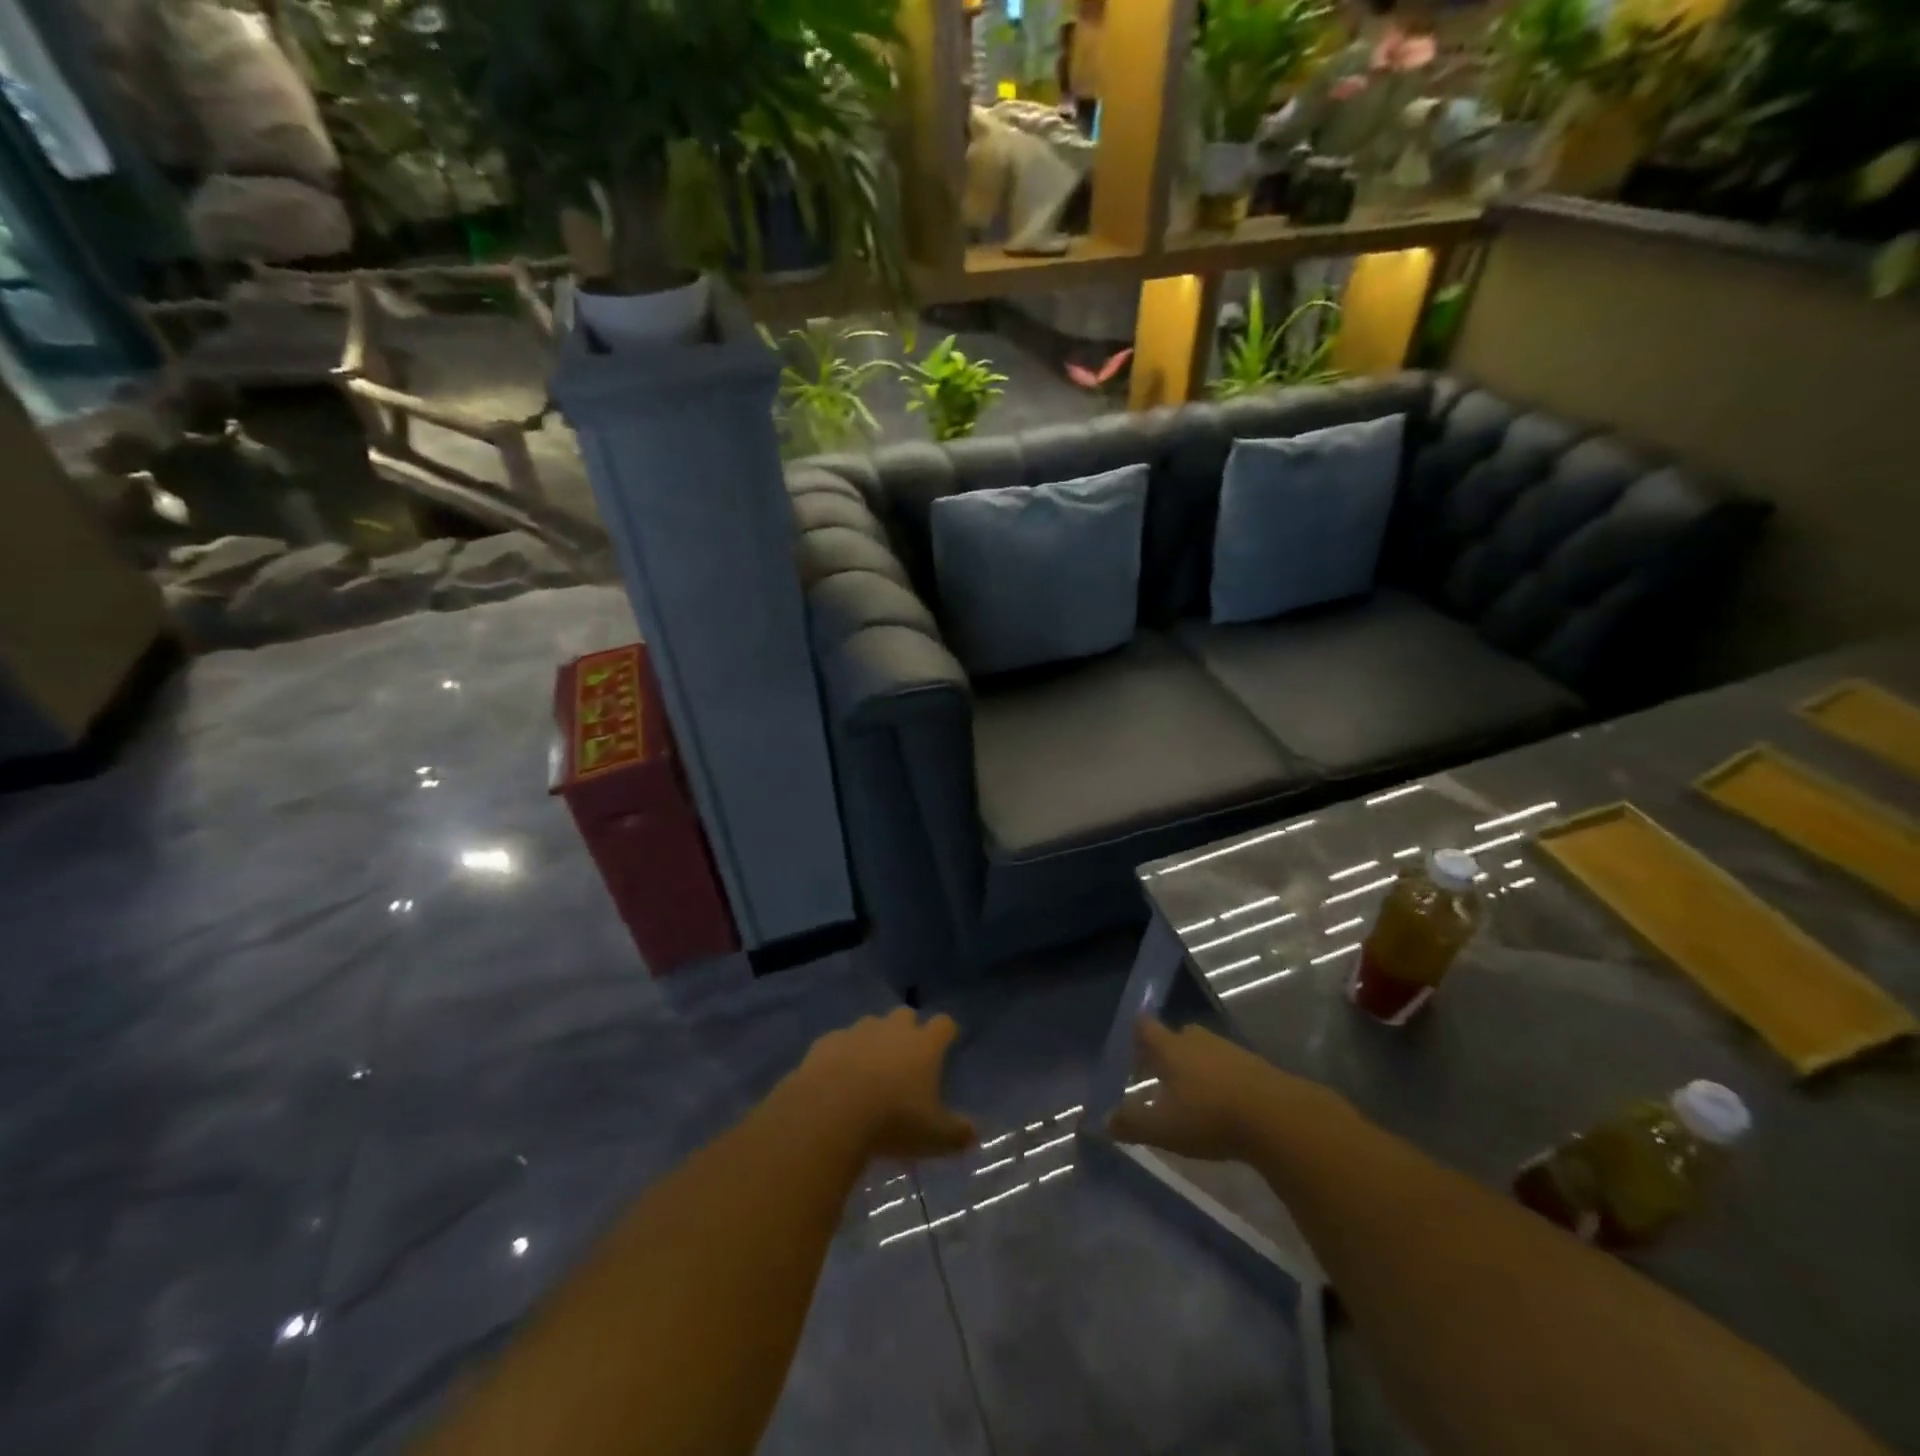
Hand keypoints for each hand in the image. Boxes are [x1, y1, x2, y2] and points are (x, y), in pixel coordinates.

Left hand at [797, 1007, 976, 1161]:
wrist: (830, 1112)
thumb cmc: (892, 1121)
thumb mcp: (934, 1137)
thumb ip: (957, 1134)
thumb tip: (974, 1134)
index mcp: (924, 1045)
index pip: (944, 1024)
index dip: (946, 1033)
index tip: (946, 1044)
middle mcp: (892, 1029)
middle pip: (905, 1015)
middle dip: (907, 1030)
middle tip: (905, 1060)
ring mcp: (857, 1032)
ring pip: (870, 1025)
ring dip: (873, 1041)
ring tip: (868, 1072)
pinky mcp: (826, 1042)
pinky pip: (839, 1042)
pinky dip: (842, 1055)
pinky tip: (836, 1079)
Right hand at [1109, 1018, 1344, 1161]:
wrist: (1278, 1118)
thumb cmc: (1210, 1117)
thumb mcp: (1165, 1129)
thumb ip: (1132, 1124)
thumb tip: (1102, 1122)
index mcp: (1171, 1049)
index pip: (1146, 1028)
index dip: (1137, 1032)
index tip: (1132, 1041)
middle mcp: (1198, 1041)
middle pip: (1178, 1035)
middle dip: (1169, 1050)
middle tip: (1161, 1073)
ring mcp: (1230, 1050)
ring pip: (1206, 1050)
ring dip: (1197, 1065)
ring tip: (1192, 1093)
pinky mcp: (1256, 1066)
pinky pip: (1230, 1065)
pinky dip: (1222, 1078)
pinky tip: (1224, 1103)